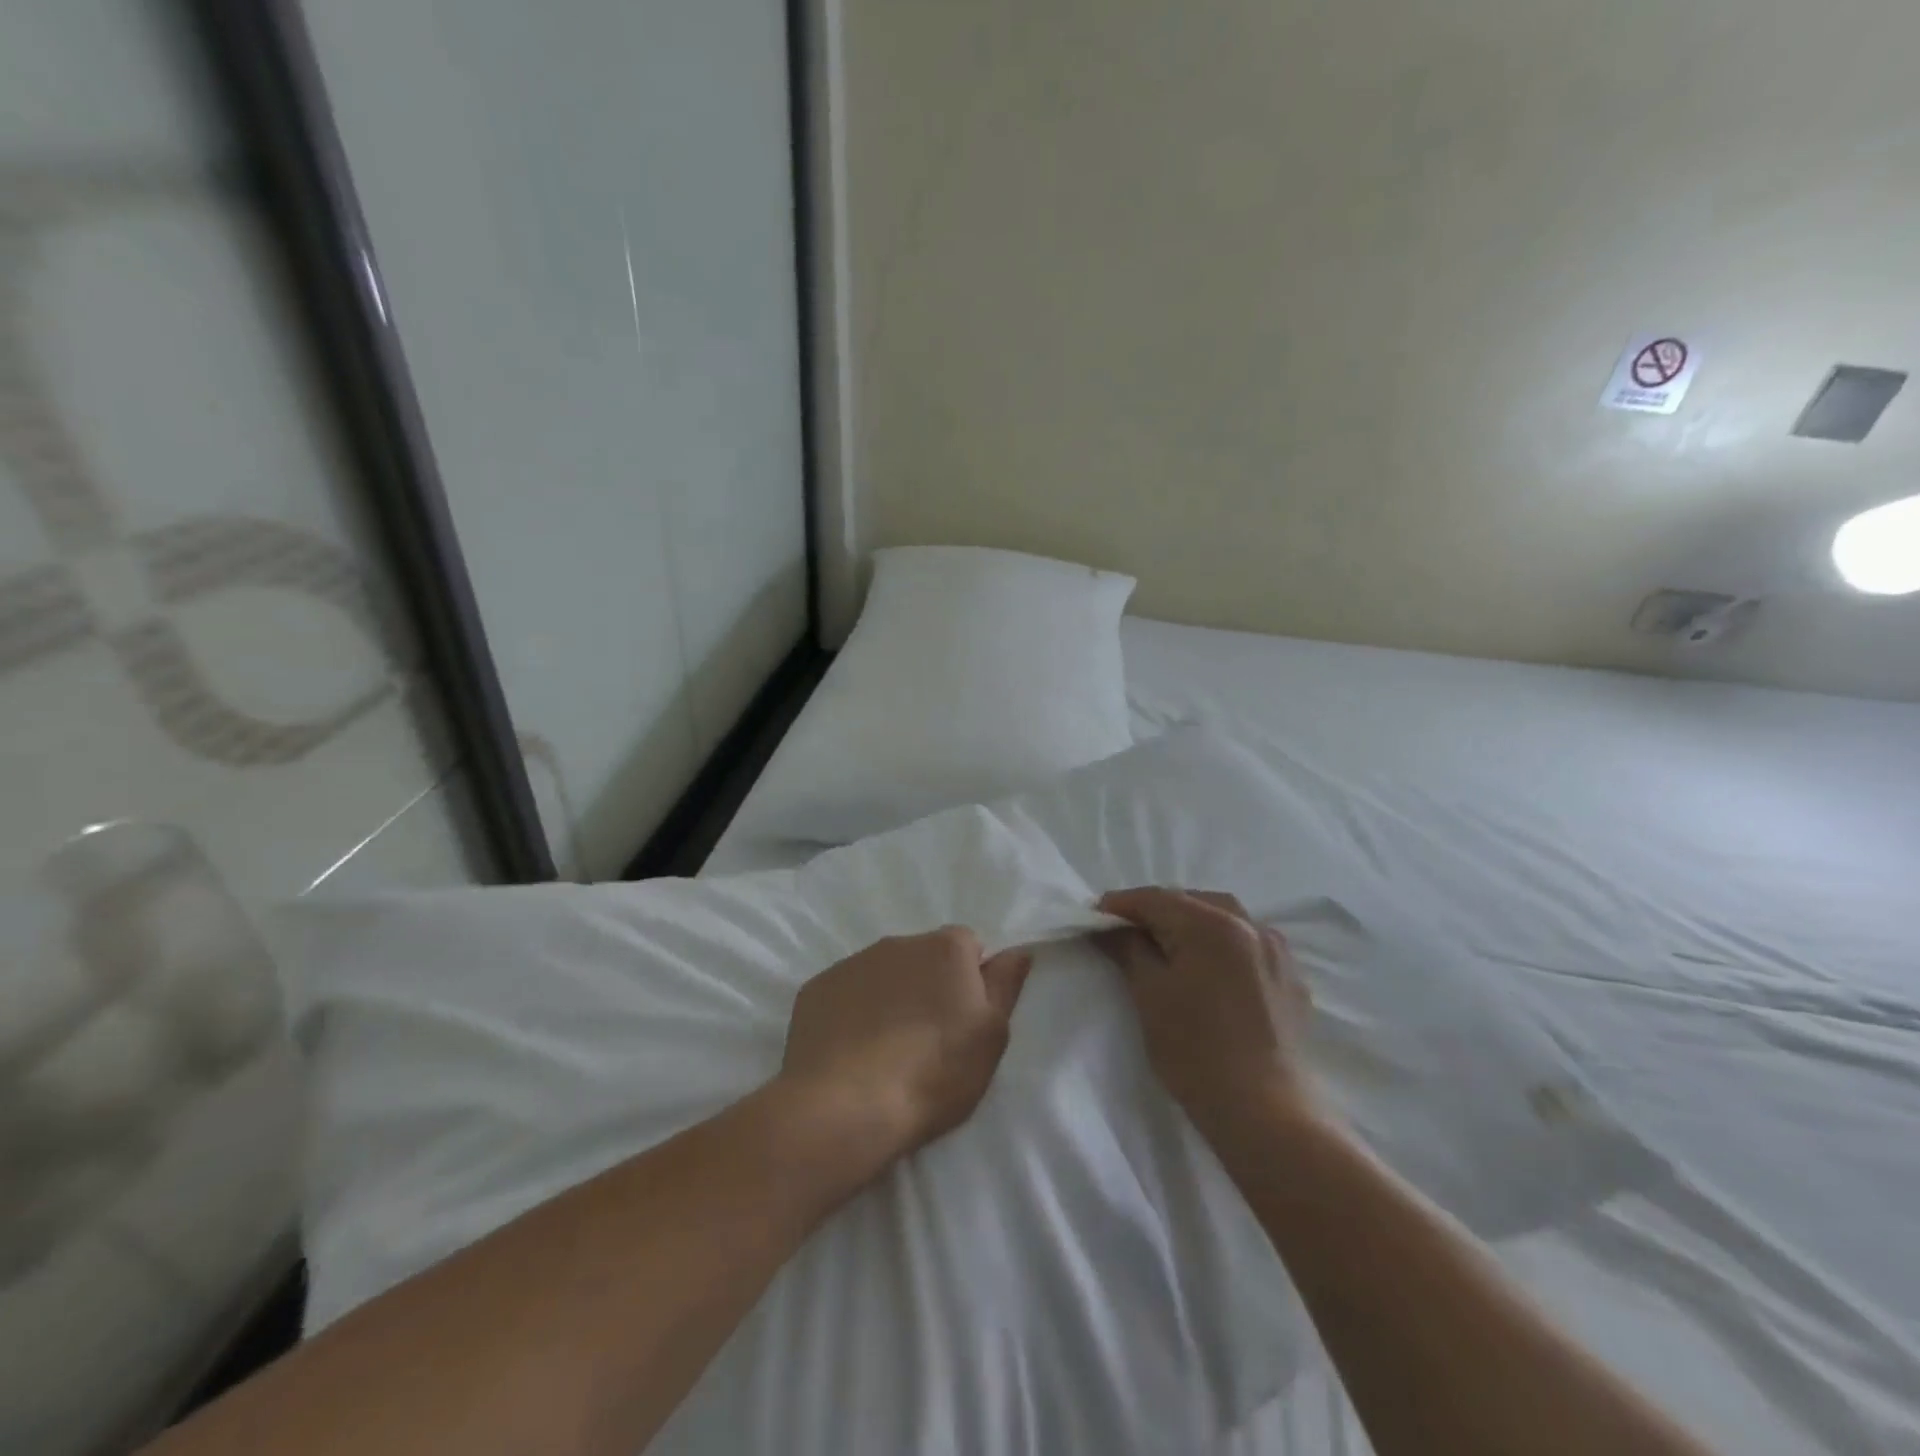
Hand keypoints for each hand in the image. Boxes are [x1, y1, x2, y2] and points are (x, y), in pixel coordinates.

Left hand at [779, 927, 1032, 1161]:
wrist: (846, 1105)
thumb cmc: (934, 1072)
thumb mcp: (991, 1035)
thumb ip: (1006, 985)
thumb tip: (1017, 950)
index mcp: (945, 948)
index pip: (968, 946)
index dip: (969, 980)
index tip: (964, 1020)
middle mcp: (898, 942)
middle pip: (923, 957)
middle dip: (928, 986)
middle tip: (928, 1040)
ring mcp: (852, 963)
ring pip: (882, 974)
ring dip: (889, 998)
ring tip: (886, 1051)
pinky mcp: (816, 988)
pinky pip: (845, 994)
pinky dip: (852, 1013)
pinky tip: (851, 1053)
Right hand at [1097, 888, 1317, 1143]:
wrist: (1264, 1113)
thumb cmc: (1195, 1050)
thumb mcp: (1149, 994)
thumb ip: (1127, 949)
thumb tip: (1108, 926)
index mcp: (1212, 924)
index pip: (1156, 899)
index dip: (1121, 904)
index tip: (1094, 915)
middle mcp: (1250, 926)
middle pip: (1192, 901)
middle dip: (1157, 910)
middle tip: (1126, 930)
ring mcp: (1277, 952)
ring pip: (1225, 918)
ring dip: (1191, 922)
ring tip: (1167, 944)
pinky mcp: (1290, 979)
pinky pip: (1249, 944)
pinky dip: (1222, 943)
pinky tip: (1209, 966)